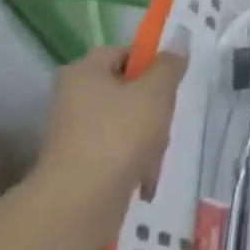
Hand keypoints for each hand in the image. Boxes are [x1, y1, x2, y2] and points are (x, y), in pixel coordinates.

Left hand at [34, 45, 185, 249]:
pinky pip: (117, 151)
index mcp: (84, 72)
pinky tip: (145, 176)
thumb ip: (169, 65)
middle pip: (127, 89)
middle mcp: (73, 98)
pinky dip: (134, 160)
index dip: (150, 62)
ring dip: (148, 136)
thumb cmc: (119, 134)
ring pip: (126, 122)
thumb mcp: (156, 91)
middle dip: (153, 105)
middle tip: (165, 119)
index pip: (123, 52)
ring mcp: (75, 133)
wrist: (79, 203)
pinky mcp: (81, 164)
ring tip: (155, 154)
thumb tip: (176, 45)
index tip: (171, 81)